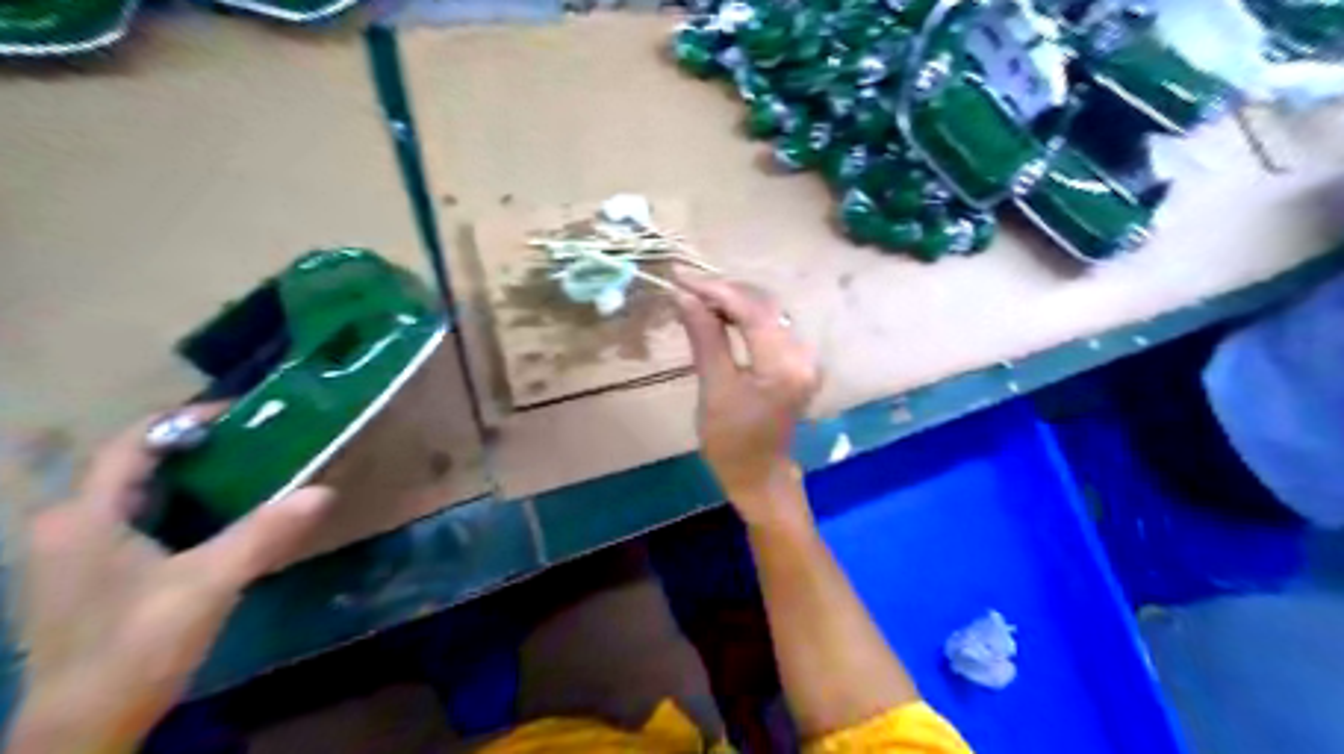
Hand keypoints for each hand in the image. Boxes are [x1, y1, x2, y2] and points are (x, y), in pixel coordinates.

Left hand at [4, 405, 330, 753]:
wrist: (83, 729)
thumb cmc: (137, 646)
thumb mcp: (208, 584)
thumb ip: (264, 534)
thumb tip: (324, 491)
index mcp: (84, 516)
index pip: (132, 443)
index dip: (185, 419)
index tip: (242, 414)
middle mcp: (67, 525)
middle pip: (133, 466)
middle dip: (194, 448)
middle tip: (256, 442)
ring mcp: (72, 554)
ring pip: (135, 494)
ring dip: (188, 477)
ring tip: (247, 471)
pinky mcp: (86, 578)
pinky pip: (135, 520)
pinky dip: (177, 506)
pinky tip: (216, 519)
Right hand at [671, 273, 820, 526]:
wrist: (758, 474)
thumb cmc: (731, 441)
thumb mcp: (714, 388)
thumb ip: (705, 337)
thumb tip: (685, 296)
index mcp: (784, 366)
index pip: (751, 310)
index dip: (715, 289)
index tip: (680, 277)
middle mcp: (804, 354)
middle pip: (763, 305)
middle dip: (723, 292)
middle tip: (684, 286)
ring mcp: (805, 356)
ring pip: (767, 311)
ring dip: (732, 301)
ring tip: (696, 298)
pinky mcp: (799, 360)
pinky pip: (770, 326)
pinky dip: (744, 316)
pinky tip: (720, 314)